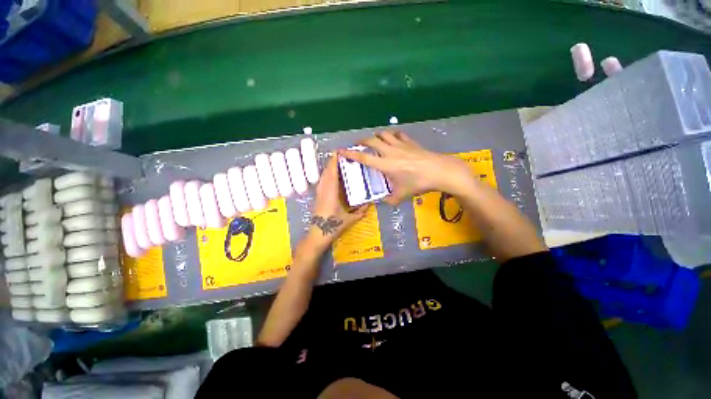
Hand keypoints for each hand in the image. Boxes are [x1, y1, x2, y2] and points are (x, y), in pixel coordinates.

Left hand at [308, 154, 369, 247]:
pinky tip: (331, 176)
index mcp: (331, 193)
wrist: (318, 234)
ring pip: (323, 177)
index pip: (332, 174)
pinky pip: (322, 182)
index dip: (334, 162)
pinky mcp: (318, 197)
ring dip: (329, 168)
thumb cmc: (333, 226)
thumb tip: (370, 204)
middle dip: (332, 162)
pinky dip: (327, 175)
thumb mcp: (349, 219)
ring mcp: (320, 193)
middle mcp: (324, 190)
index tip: (338, 152)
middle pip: (326, 173)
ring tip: (337, 163)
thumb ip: (360, 212)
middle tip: (340, 155)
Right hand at [337, 131, 475, 204]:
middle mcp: (390, 151)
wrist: (439, 171)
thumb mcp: (402, 195)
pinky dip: (392, 135)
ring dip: (376, 136)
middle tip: (358, 144)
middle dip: (362, 141)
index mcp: (385, 165)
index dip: (350, 154)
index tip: (340, 150)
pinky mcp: (410, 142)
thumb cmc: (419, 183)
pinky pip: (398, 134)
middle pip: (371, 141)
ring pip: (383, 134)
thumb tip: (385, 203)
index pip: (363, 157)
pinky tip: (393, 140)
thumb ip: (391, 200)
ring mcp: (400, 145)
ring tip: (374, 141)